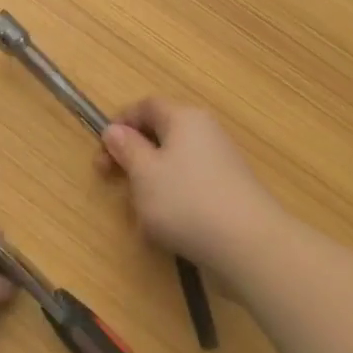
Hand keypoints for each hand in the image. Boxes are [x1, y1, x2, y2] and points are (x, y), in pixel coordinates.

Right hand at [98, 98, 278, 279]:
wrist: (249, 246)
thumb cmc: (186, 201)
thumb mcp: (143, 173)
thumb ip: (126, 148)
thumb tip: (115, 130)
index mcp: (184, 118)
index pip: (146, 106)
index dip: (121, 122)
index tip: (103, 150)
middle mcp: (205, 134)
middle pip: (160, 135)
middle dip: (132, 157)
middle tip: (111, 180)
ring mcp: (220, 164)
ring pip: (172, 165)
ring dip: (150, 184)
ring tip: (140, 213)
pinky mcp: (227, 193)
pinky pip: (189, 188)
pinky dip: (172, 202)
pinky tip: (166, 228)